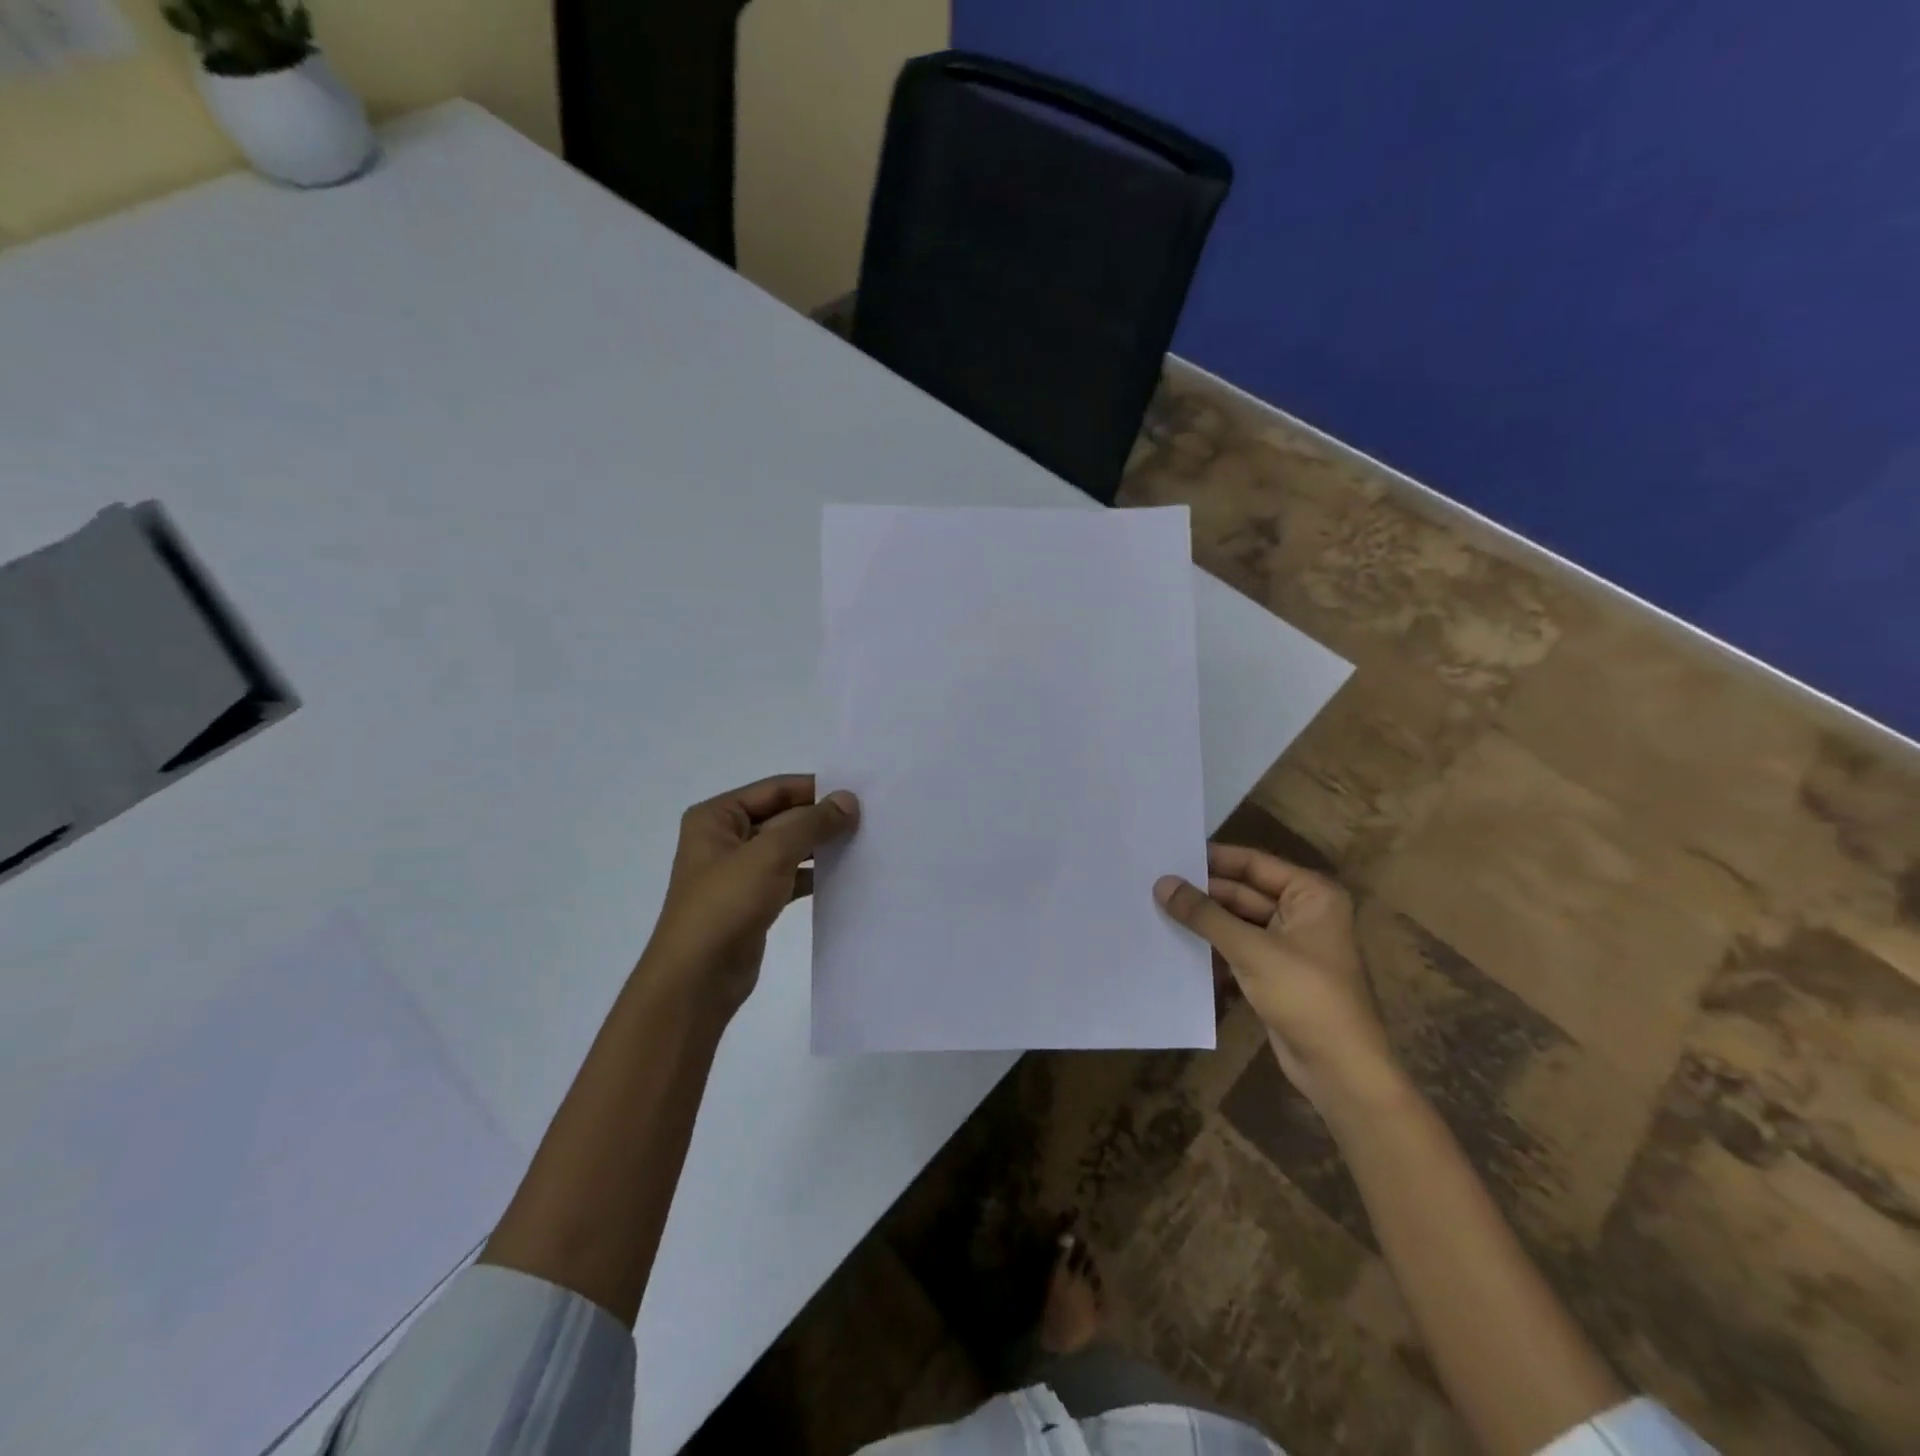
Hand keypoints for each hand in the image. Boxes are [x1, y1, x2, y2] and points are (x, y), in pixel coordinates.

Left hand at [642, 774, 859, 1015]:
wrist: (698, 979)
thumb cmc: (725, 905)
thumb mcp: (770, 854)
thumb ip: (812, 824)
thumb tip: (849, 799)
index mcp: (717, 817)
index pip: (775, 789)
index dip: (816, 789)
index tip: (859, 793)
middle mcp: (725, 838)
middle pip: (783, 816)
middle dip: (821, 819)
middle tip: (869, 819)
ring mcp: (739, 871)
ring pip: (789, 848)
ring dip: (821, 846)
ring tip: (864, 843)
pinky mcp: (754, 900)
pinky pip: (790, 876)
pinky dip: (814, 874)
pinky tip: (845, 874)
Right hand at [1155, 845, 1401, 1114]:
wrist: (1340, 1070)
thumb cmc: (1305, 996)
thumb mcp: (1251, 950)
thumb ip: (1204, 915)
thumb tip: (1162, 883)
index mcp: (1311, 895)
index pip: (1254, 864)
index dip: (1213, 858)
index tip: (1170, 854)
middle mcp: (1302, 912)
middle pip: (1242, 891)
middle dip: (1203, 892)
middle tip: (1154, 885)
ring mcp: (1288, 945)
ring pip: (1236, 921)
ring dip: (1204, 921)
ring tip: (1155, 909)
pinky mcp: (1274, 973)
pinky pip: (1237, 947)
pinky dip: (1212, 946)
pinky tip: (1176, 944)